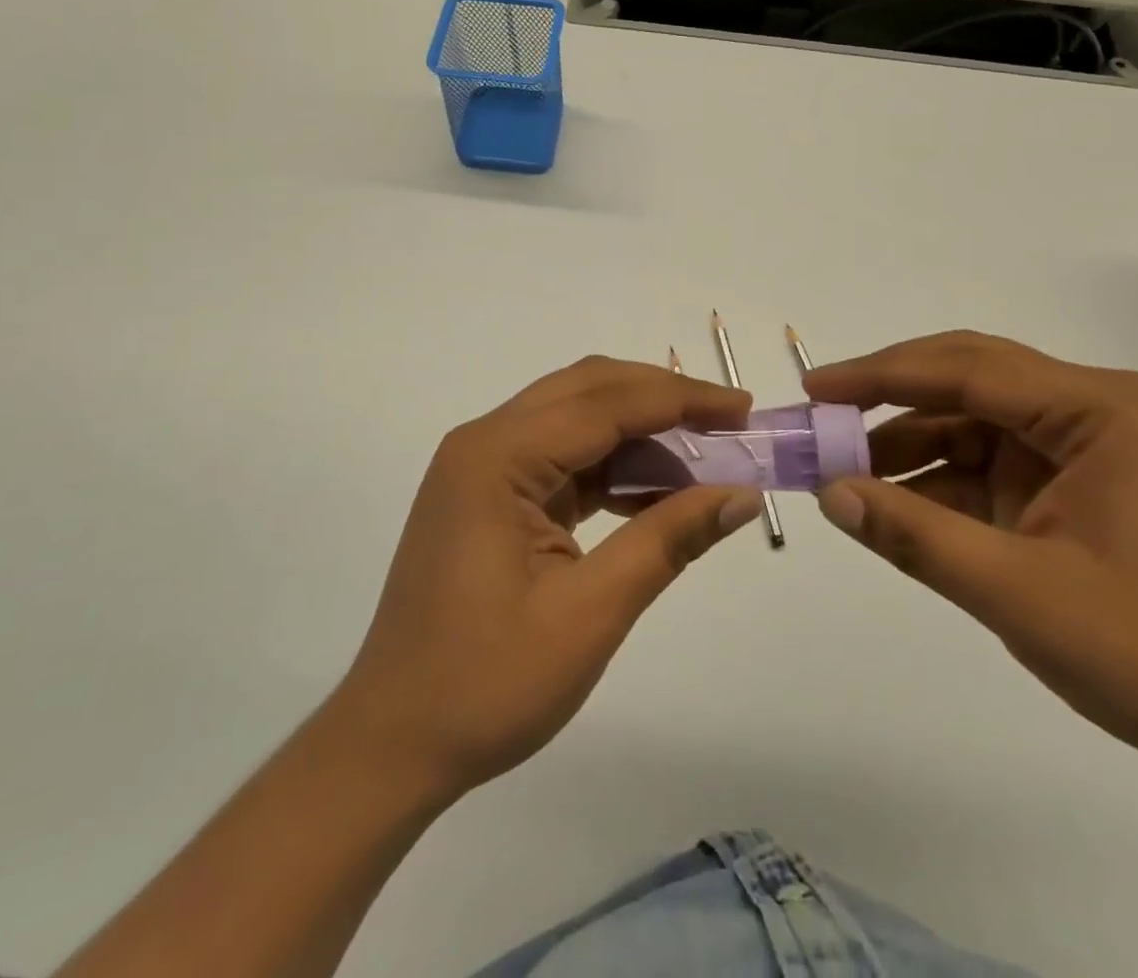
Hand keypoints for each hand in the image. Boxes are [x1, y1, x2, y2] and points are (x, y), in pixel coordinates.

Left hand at [330, 357, 763, 800]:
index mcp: (497, 456)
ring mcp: (483, 469)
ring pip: (576, 420)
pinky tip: (654, 493)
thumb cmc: (486, 683)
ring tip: (703, 463)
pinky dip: (612, 467)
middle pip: (588, 392)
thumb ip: (667, 541)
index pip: (607, 403)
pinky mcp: (490, 497)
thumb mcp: (590, 613)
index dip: (682, 400)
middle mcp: (485, 443)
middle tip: (729, 426)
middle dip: (663, 401)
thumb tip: (740, 496)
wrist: (393, 743)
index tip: (744, 410)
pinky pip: (562, 459)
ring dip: (639, 434)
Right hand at [804, 331, 1137, 786]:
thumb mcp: (1022, 596)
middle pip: (967, 380)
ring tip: (840, 469)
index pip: (967, 369)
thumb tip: (830, 494)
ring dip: (906, 444)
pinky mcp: (1070, 486)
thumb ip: (917, 537)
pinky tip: (890, 502)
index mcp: (1098, 409)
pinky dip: (935, 481)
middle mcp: (1091, 410)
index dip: (881, 376)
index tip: (815, 389)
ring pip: (970, 422)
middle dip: (888, 398)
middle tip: (820, 416)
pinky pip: (986, 464)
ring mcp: (1081, 448)